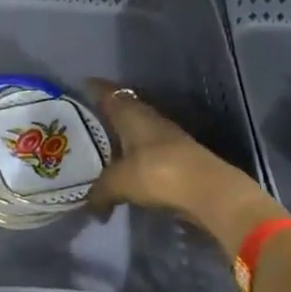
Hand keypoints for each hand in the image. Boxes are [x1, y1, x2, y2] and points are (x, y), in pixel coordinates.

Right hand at [84, 81, 283, 254]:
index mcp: (131, 114)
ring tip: (103, 146)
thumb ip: (100, 192)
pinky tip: (127, 167)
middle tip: (86, 120)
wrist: (209, 191)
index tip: (81, 85)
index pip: (108, 93)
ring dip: (123, 136)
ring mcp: (167, 136)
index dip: (94, 88)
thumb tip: (90, 207)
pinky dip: (136, 155)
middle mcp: (148, 118)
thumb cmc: (156, 173)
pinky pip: (149, 150)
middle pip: (124, 109)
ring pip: (138, 129)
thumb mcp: (118, 183)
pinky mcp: (179, 157)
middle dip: (107, 113)